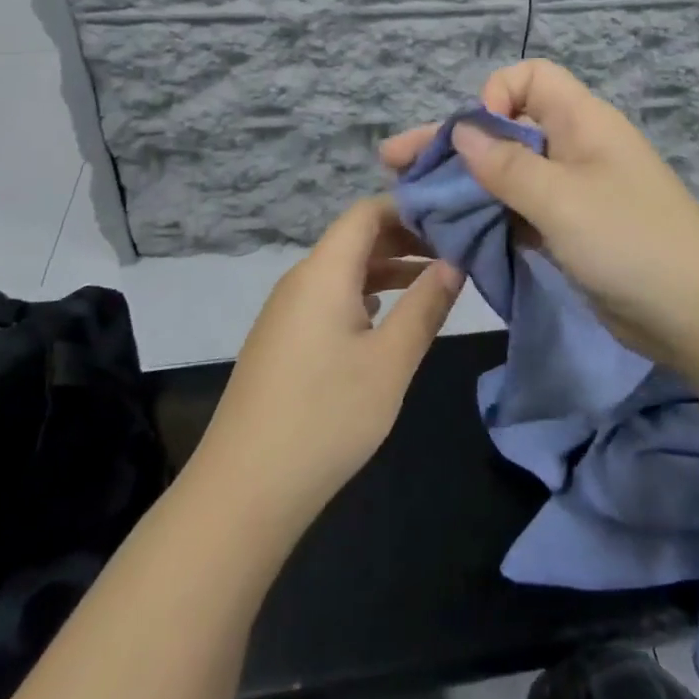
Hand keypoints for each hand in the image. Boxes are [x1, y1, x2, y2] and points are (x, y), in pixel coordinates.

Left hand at [190, 198, 464, 530]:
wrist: (243, 491)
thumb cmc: (326, 417)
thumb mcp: (390, 361)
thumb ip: (426, 306)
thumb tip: (455, 262)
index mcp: (324, 271)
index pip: (367, 211)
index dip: (410, 207)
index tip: (452, 219)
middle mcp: (302, 279)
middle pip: (356, 238)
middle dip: (406, 238)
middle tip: (455, 250)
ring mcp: (287, 310)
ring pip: (344, 269)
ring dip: (388, 269)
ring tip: (433, 281)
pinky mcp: (283, 339)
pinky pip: (330, 297)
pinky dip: (365, 295)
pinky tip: (388, 318)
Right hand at [379, 60, 698, 368]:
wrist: (696, 316)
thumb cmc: (629, 242)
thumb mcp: (561, 199)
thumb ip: (506, 165)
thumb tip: (462, 130)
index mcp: (582, 122)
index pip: (530, 78)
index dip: (496, 95)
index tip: (475, 136)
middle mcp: (575, 148)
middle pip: (507, 130)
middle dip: (455, 143)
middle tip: (396, 162)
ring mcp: (573, 192)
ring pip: (510, 174)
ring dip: (467, 184)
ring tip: (414, 201)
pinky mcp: (571, 231)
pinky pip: (521, 211)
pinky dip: (490, 217)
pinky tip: (452, 232)